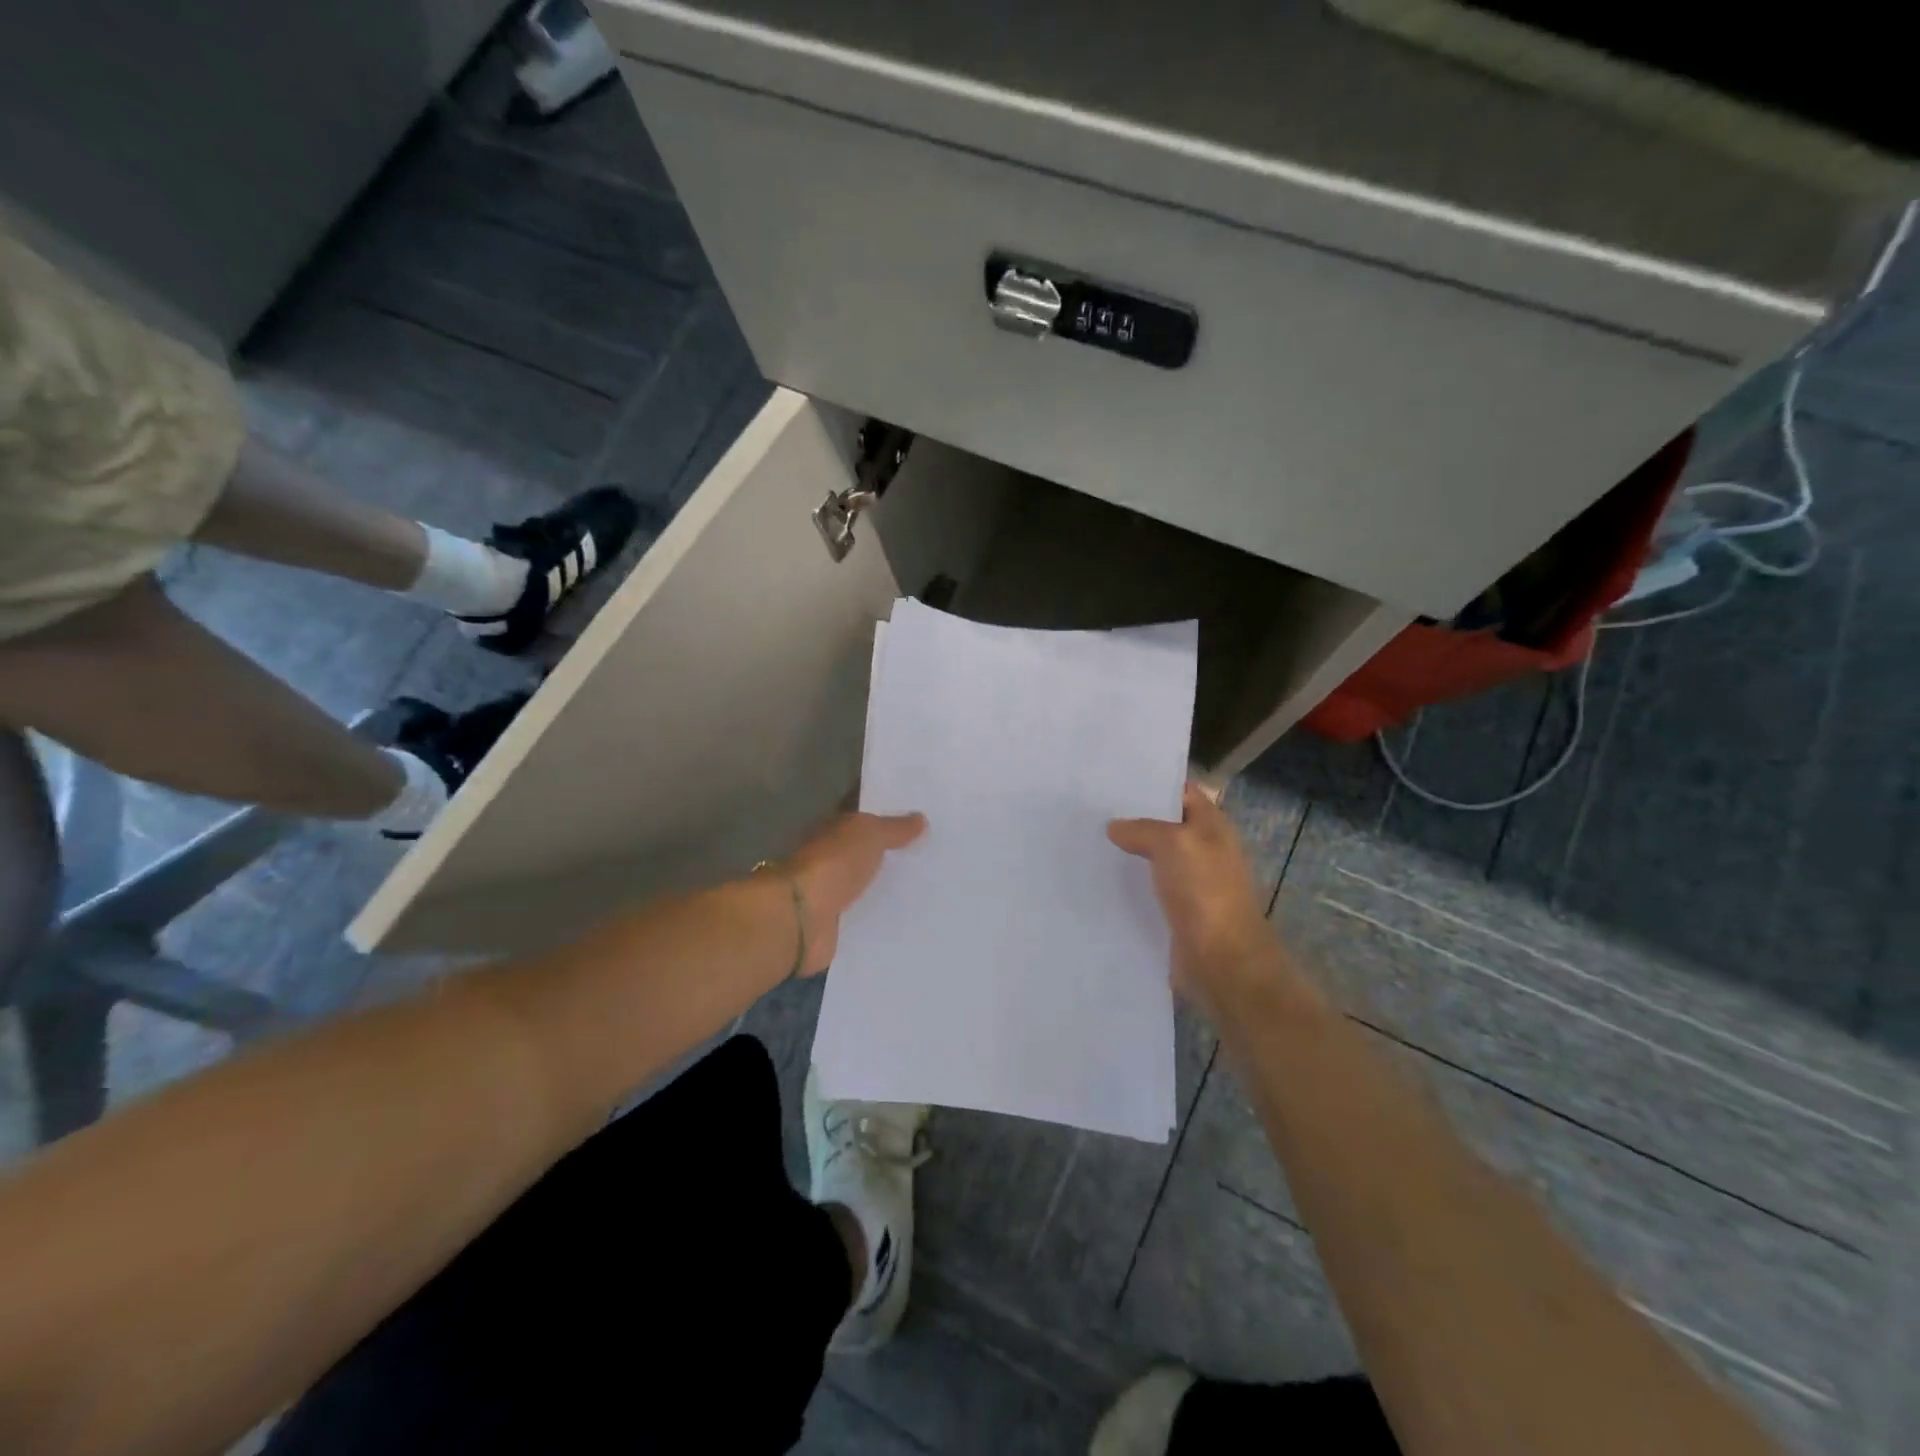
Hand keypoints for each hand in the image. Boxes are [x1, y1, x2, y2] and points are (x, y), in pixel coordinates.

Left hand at [779, 810, 926, 973]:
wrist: (801, 917)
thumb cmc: (833, 864)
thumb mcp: (869, 834)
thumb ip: (894, 828)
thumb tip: (920, 818)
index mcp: (835, 830)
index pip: (865, 818)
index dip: (891, 816)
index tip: (924, 820)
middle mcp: (833, 858)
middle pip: (869, 852)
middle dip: (896, 853)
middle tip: (935, 855)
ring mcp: (834, 892)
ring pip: (869, 884)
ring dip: (891, 886)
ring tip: (932, 887)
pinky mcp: (839, 924)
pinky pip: (867, 915)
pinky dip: (884, 915)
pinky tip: (913, 916)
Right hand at [1108, 782, 1281, 1011]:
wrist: (1222, 961)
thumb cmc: (1204, 892)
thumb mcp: (1173, 844)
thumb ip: (1143, 829)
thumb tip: (1115, 827)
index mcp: (1212, 827)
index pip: (1182, 792)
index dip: (1153, 783)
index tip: (1113, 778)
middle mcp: (1204, 851)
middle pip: (1165, 825)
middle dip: (1133, 818)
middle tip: (1090, 809)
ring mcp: (1191, 883)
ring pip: (1154, 858)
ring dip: (1127, 852)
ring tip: (1087, 840)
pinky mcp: (1176, 912)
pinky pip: (1148, 889)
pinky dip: (1128, 884)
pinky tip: (1099, 879)